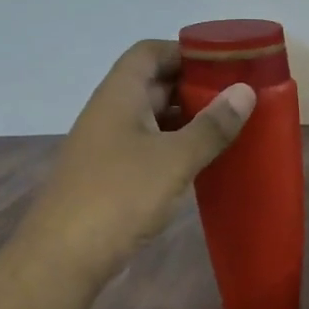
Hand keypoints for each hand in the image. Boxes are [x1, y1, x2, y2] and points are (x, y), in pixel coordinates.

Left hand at [19, 40, 254, 286]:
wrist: (64, 256)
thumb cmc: (119, 197)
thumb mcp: (174, 160)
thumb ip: (211, 126)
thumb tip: (245, 91)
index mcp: (119, 95)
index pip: (149, 52)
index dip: (184, 51)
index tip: (223, 65)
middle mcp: (108, 113)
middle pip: (151, 85)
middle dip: (191, 88)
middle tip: (235, 99)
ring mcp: (105, 147)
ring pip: (149, 120)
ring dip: (184, 121)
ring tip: (226, 130)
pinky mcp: (108, 177)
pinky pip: (144, 149)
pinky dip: (171, 148)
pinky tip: (197, 164)